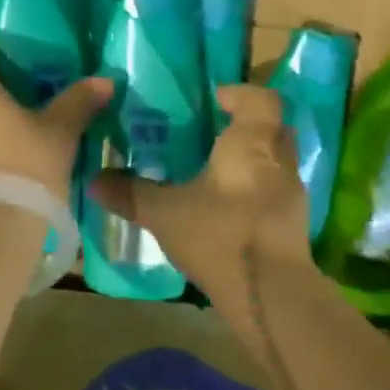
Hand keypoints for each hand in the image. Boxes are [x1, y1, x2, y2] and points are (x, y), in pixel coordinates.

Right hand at [88, 85, 310, 297]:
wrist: (270, 296)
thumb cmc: (219, 234)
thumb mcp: (164, 212)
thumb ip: (130, 193)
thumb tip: (93, 181)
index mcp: (252, 141)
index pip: (260, 99)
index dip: (239, 94)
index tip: (214, 100)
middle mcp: (279, 159)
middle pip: (273, 127)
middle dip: (247, 125)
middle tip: (213, 132)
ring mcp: (292, 193)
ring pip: (276, 161)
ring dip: (254, 159)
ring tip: (217, 169)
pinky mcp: (295, 224)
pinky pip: (276, 191)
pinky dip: (257, 189)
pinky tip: (229, 206)